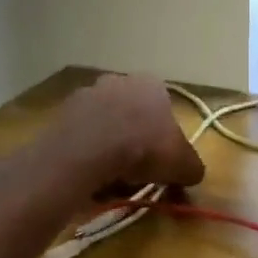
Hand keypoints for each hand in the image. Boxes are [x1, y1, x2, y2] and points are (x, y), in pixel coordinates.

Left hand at [39, 73, 205, 193]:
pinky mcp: (64, 111)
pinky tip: (88, 172)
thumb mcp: (182, 164)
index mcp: (152, 84)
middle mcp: (120, 80)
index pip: (163, 109)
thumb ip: (192, 167)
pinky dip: (86, 151)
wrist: (89, 150)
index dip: (163, 138)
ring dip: (108, 145)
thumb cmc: (144, 147)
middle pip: (132, 113)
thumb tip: (193, 174)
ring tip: (109, 177)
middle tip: (135, 171)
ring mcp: (89, 92)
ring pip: (105, 123)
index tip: (160, 162)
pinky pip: (81, 134)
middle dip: (134, 139)